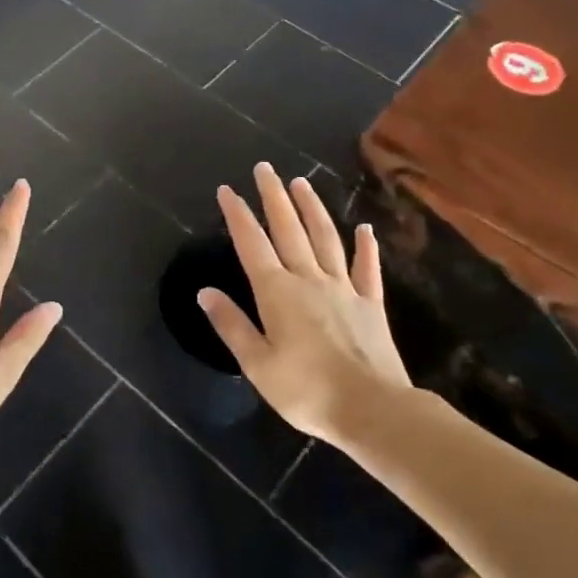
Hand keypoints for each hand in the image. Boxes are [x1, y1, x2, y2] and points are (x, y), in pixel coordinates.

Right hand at [199, 163, 409, 443]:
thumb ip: (231, 325)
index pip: (252, 244)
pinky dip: (365, 247)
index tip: (227, 190)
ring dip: (312, 209)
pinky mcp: (371, 304)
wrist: (372, 409)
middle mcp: (309, 279)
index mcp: (277, 292)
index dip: (238, 215)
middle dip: (273, 197)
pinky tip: (364, 229)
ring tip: (302, 183)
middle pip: (288, 229)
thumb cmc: (306, 391)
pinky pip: (367, 269)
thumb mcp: (257, 364)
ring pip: (325, 238)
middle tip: (265, 168)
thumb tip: (205, 291)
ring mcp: (343, 288)